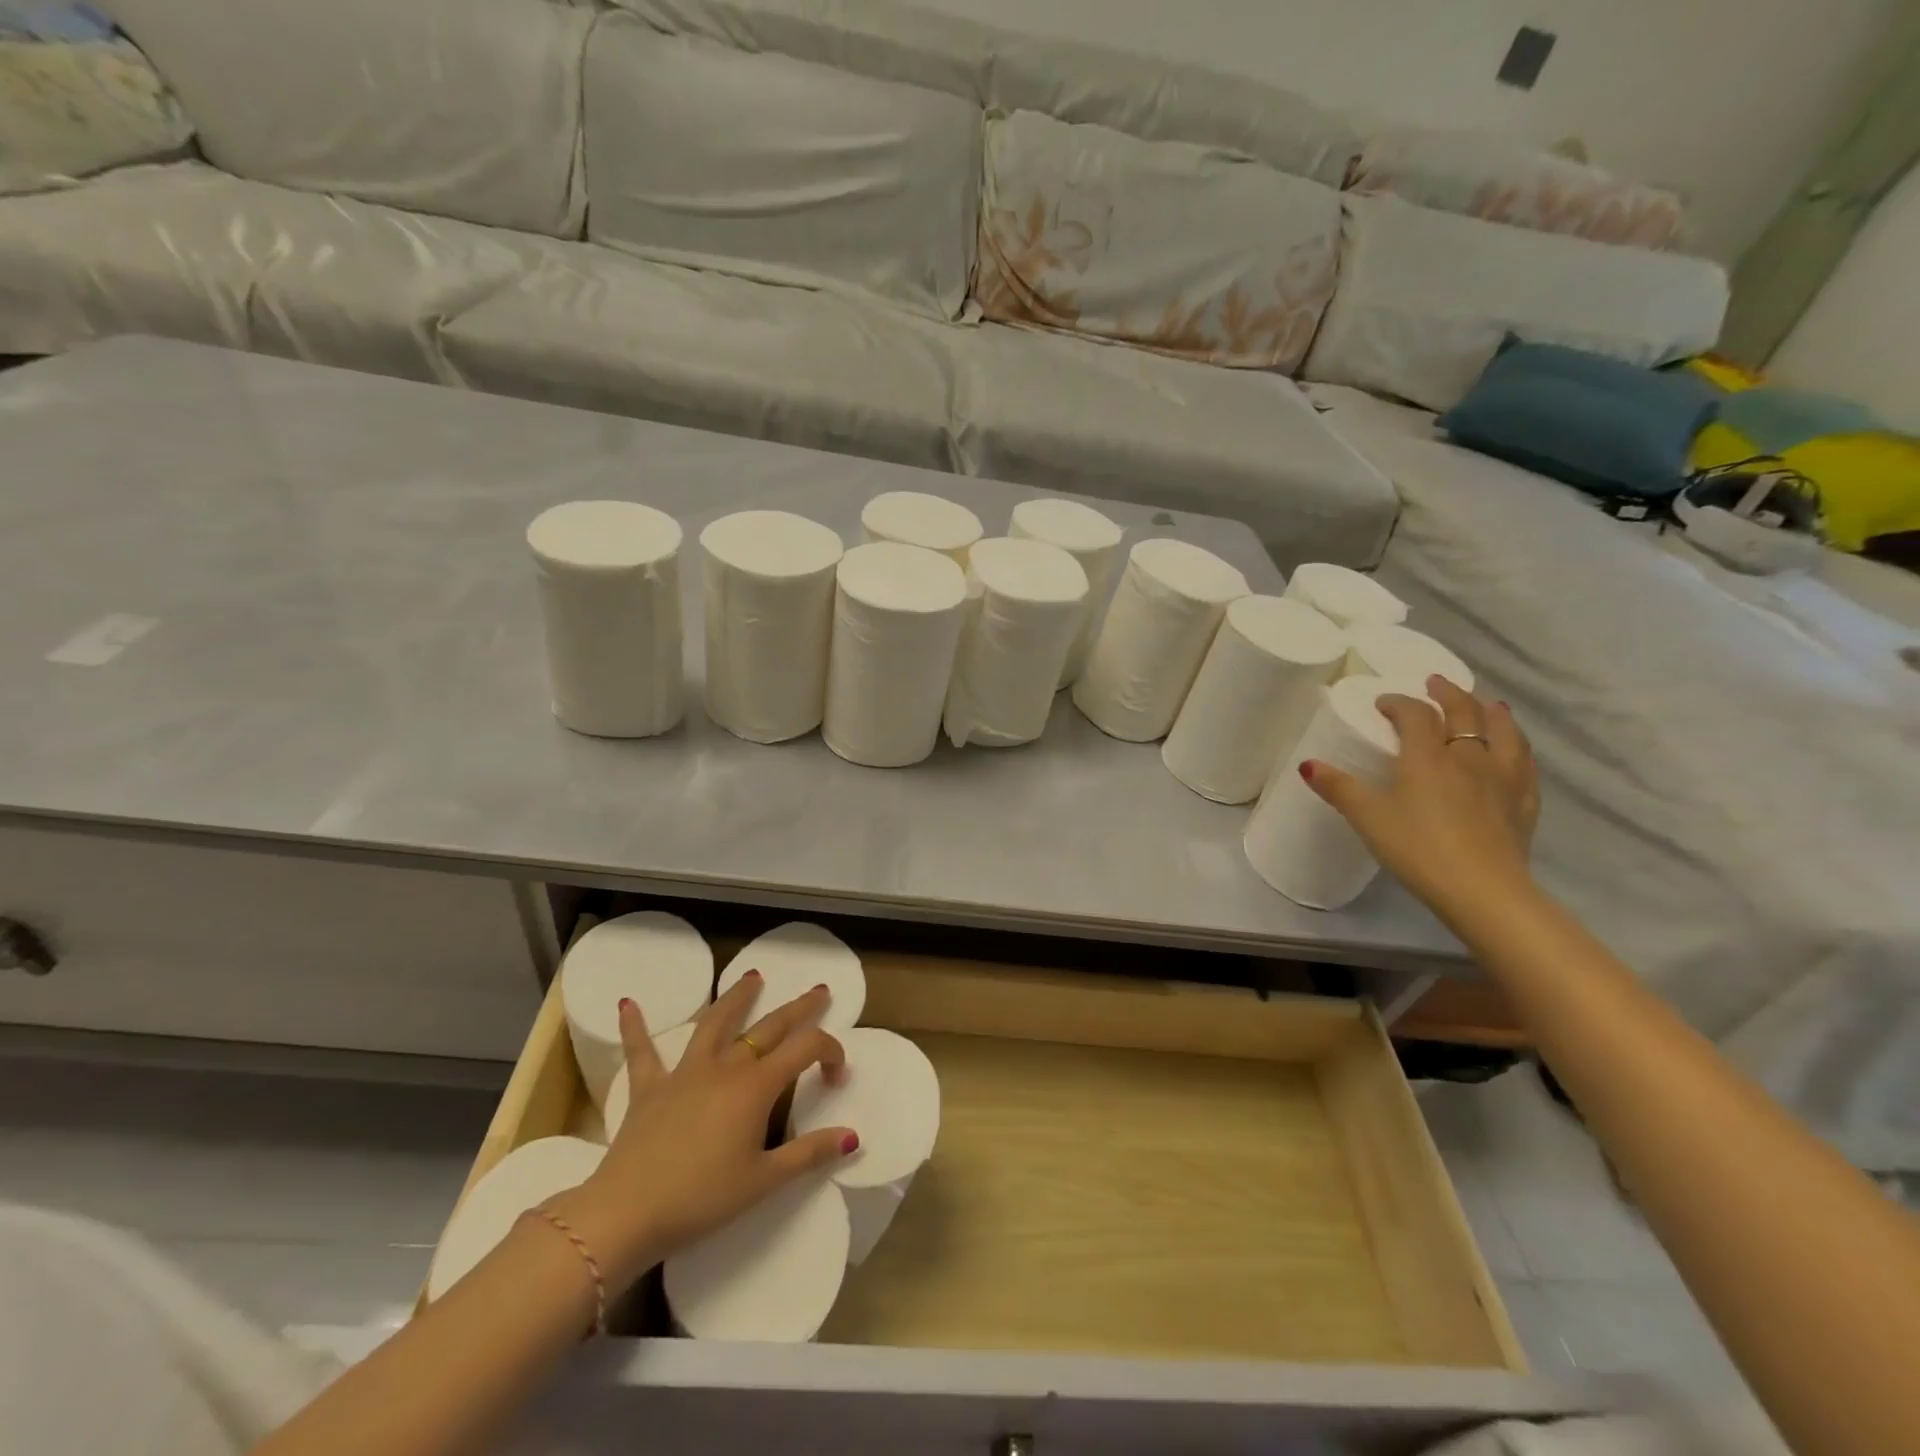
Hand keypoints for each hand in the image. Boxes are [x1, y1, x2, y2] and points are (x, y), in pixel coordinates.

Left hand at [550, 973, 855, 1290]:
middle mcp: (725, 1067)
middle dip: (799, 1008)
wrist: (627, 1212)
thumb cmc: (702, 1199)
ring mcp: (685, 1073)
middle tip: (818, 991)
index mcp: (757, 1087)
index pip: (805, 1049)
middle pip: (769, 1027)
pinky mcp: (649, 1088)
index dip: (829, 1051)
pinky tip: (627, 1003)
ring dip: (736, 997)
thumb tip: (852, 1137)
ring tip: (752, 976)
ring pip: (715, 1023)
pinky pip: (642, 1052)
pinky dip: (635, 1027)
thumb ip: (809, 1154)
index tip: (837, 1073)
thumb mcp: (764, 1181)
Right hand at [1302, 675, 1539, 921]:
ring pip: (1503, 732)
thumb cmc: (1418, 849)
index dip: (1398, 703)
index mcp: (1428, 757)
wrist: (1483, 890)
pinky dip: (1517, 749)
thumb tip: (1307, 764)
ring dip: (1491, 713)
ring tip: (1487, 704)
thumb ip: (1338, 788)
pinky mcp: (1524, 804)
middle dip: (1448, 694)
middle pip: (1464, 713)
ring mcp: (1503, 779)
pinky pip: (1525, 765)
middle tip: (1436, 684)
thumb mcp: (1368, 818)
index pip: (1416, 714)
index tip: (1383, 703)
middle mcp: (1469, 757)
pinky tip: (1515, 752)